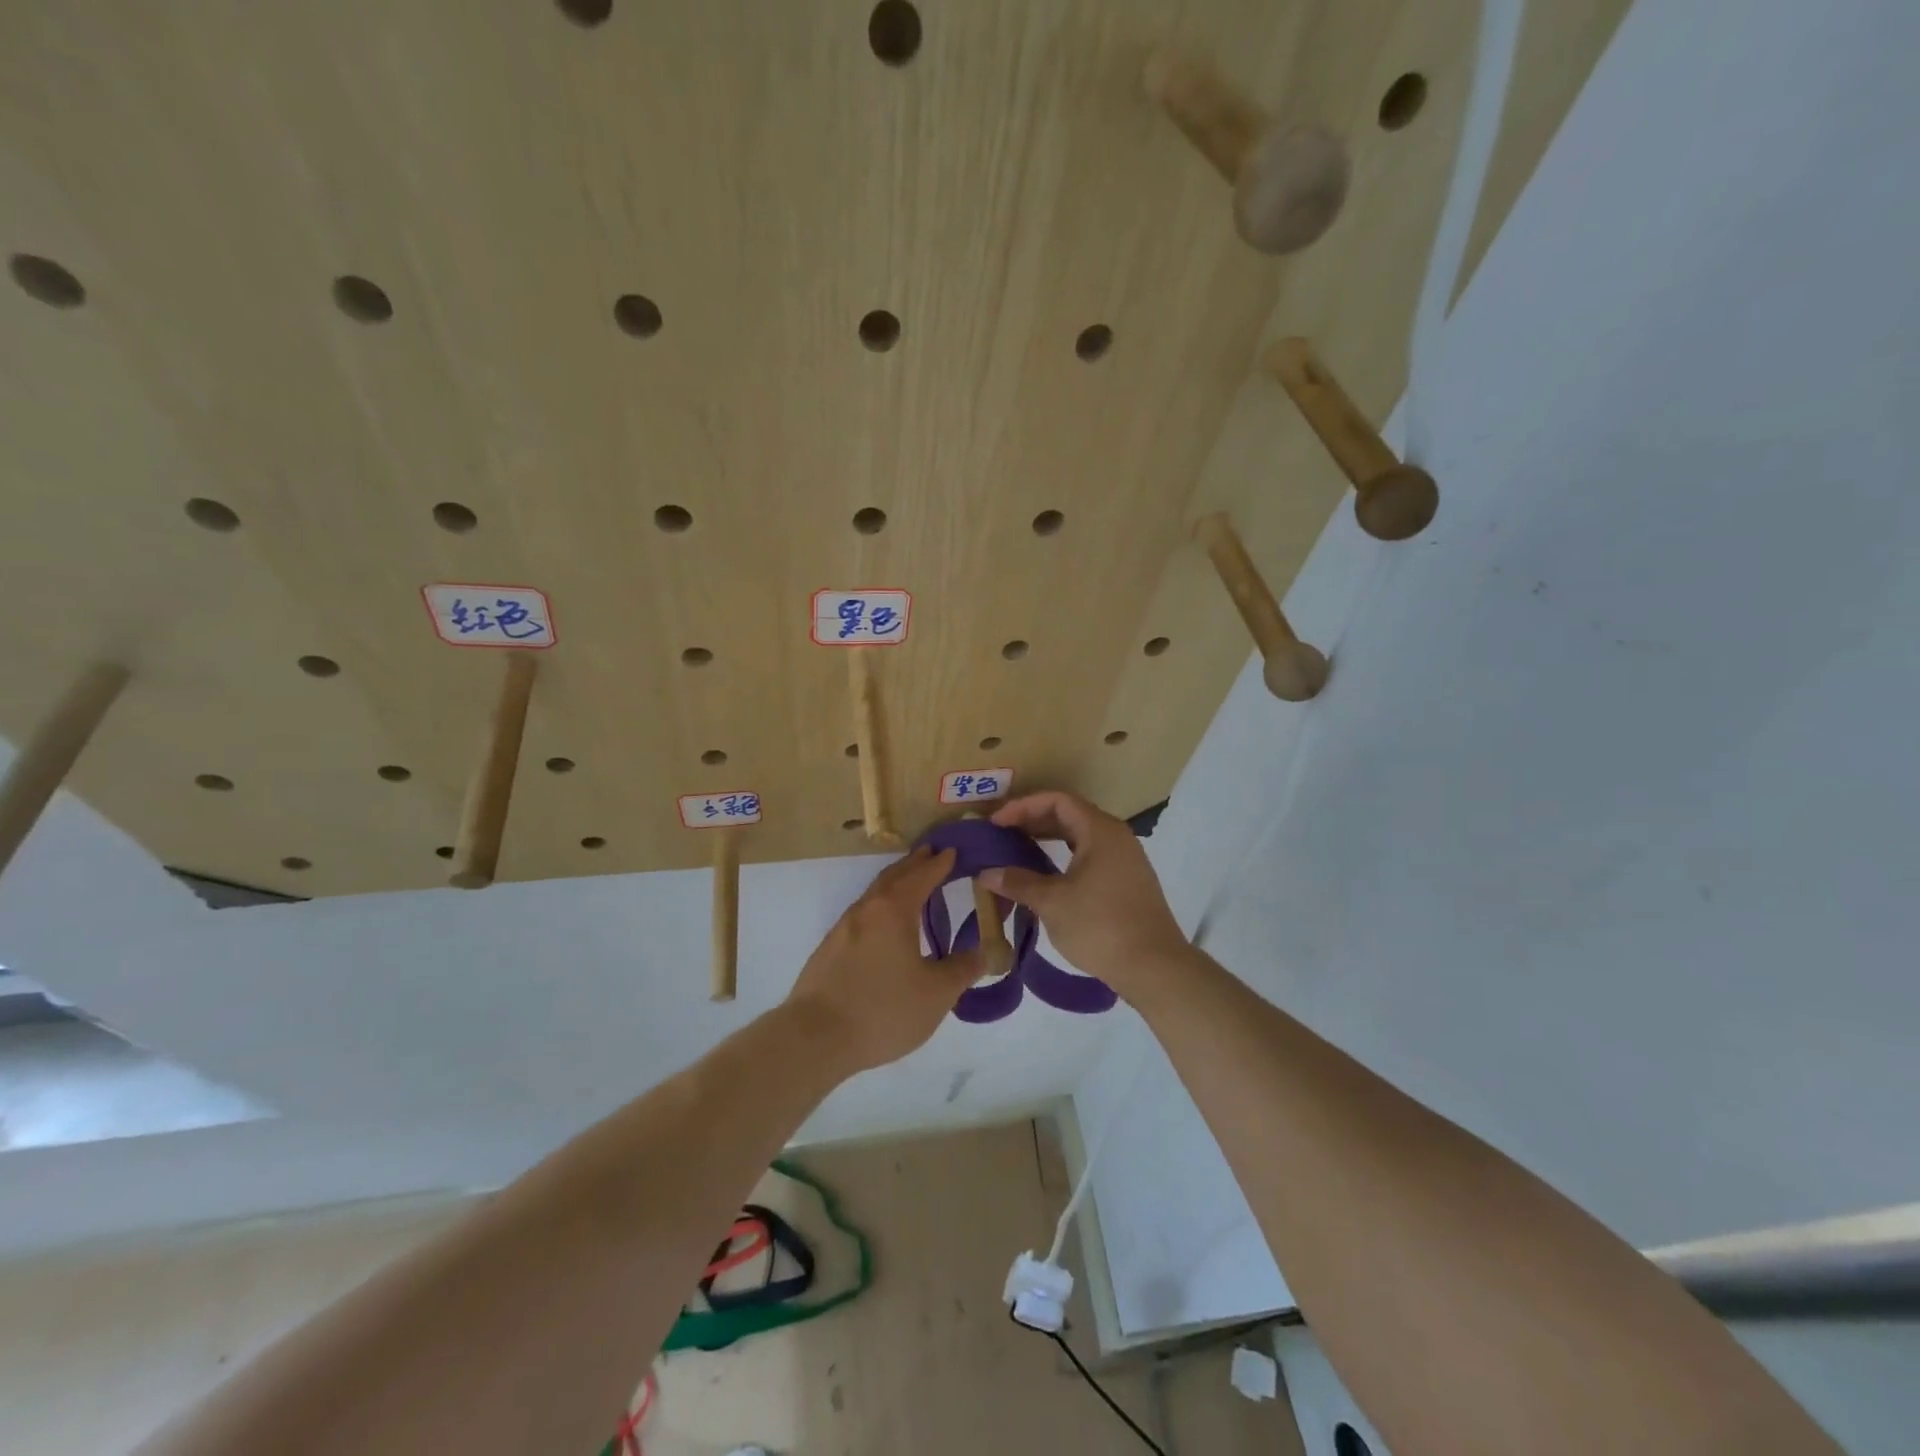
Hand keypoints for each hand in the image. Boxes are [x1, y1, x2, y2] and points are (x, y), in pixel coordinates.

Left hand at [786, 846, 980, 1071]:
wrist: (815, 1037)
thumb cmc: (883, 1010)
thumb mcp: (936, 994)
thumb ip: (962, 969)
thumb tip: (984, 951)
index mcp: (893, 911)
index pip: (921, 876)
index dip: (939, 863)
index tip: (952, 850)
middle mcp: (866, 910)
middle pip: (893, 877)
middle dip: (914, 864)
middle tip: (931, 854)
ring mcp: (843, 929)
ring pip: (874, 895)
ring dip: (894, 883)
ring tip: (910, 884)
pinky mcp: (829, 950)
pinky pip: (862, 915)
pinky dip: (879, 906)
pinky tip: (883, 926)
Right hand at [979, 791, 1188, 999]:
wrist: (1154, 967)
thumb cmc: (1100, 926)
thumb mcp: (1052, 902)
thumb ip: (1018, 882)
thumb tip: (986, 874)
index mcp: (1100, 830)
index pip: (1057, 800)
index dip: (1023, 806)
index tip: (996, 823)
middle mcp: (1116, 836)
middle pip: (1070, 814)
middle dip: (1033, 820)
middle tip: (1002, 834)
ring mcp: (1125, 859)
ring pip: (1080, 836)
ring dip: (1048, 839)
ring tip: (1017, 850)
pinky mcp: (1127, 881)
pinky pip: (1090, 855)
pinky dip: (1064, 856)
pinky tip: (1046, 874)